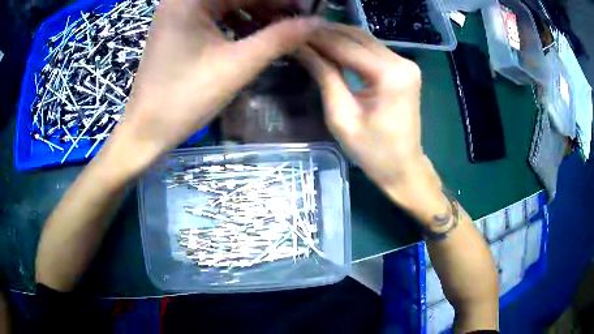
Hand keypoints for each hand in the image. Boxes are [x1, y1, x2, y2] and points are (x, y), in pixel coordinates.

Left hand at [107, 0, 321, 175]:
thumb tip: (316, 22)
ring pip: (229, 3)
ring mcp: (180, 12)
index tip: (306, 10)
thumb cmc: (184, 99)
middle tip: (298, 21)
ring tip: (283, 29)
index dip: (281, 0)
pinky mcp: (180, 27)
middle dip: (270, 5)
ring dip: (257, 13)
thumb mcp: (237, 65)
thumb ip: (280, 38)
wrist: (147, 130)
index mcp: (190, 0)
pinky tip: (258, 34)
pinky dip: (239, 22)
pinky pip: (217, 15)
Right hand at [297, 23, 447, 221]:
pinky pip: (372, 49)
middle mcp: (401, 62)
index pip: (346, 46)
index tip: (291, 35)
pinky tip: (330, 47)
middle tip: (297, 34)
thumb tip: (301, 49)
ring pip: (364, 39)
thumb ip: (324, 76)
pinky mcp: (403, 68)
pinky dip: (350, 46)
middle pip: (357, 37)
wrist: (403, 167)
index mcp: (390, 75)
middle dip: (326, 34)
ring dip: (337, 37)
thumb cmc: (373, 152)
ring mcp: (405, 63)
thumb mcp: (341, 116)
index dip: (316, 39)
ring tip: (309, 39)